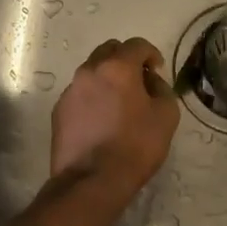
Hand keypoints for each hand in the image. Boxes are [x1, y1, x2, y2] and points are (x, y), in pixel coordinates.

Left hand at [50, 38, 180, 202]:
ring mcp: (70, 90)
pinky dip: (93, 98)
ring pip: (92, 72)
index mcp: (117, 67)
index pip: (137, 44)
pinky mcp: (59, 111)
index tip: (157, 72)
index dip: (151, 54)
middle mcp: (89, 71)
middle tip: (138, 82)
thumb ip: (162, 89)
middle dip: (126, 60)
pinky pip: (80, 94)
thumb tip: (150, 81)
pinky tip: (102, 121)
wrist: (92, 180)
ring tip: (119, 104)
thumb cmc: (135, 146)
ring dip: (107, 79)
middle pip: (109, 51)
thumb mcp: (166, 116)